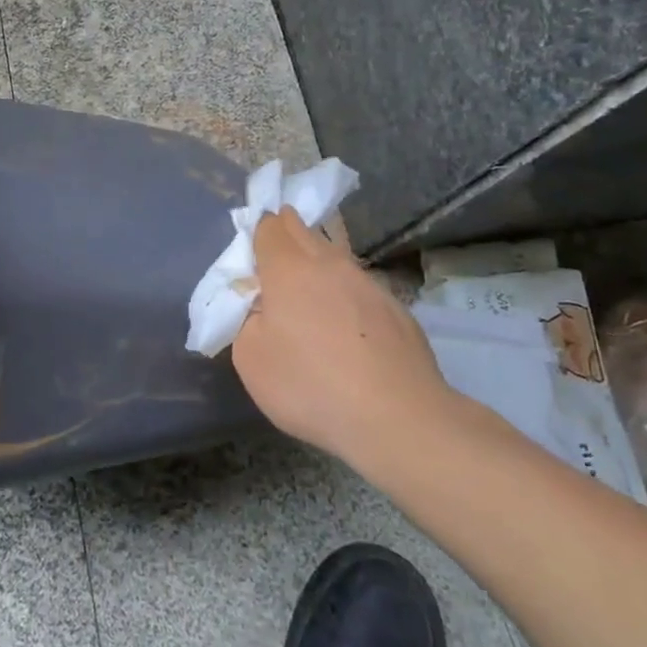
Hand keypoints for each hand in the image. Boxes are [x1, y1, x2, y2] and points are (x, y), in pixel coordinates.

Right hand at [231, 209, 452, 466]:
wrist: (398, 418)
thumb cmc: (311, 385)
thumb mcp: (251, 358)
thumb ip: (247, 320)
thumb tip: (262, 308)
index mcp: (288, 269)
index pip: (270, 227)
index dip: (259, 230)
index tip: (253, 246)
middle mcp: (329, 265)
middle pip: (304, 232)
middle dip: (288, 232)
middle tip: (277, 251)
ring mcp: (369, 284)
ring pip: (336, 258)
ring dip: (319, 264)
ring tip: (310, 289)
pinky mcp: (397, 310)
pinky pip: (361, 289)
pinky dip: (347, 296)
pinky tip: (347, 326)